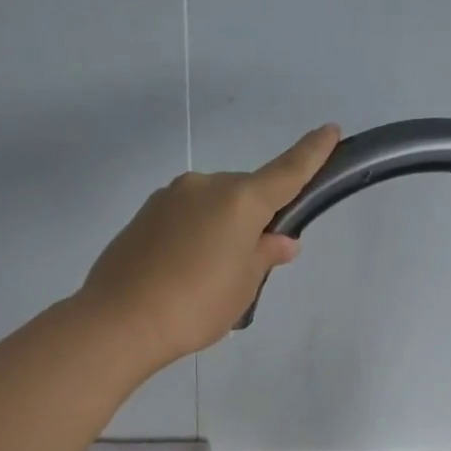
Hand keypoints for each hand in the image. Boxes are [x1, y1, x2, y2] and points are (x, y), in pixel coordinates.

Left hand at [78, 125, 340, 368]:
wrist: (121, 320)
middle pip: (244, 194)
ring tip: (208, 276)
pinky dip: (193, 235)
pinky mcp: (144, 215)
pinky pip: (184, 218)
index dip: (311, 154)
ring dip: (219, 228)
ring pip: (211, 206)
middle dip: (253, 218)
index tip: (330, 130)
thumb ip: (264, 256)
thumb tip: (281, 241)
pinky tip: (182, 272)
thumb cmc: (197, 306)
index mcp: (238, 200)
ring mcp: (169, 197)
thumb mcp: (243, 286)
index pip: (286, 172)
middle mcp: (204, 186)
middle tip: (248, 263)